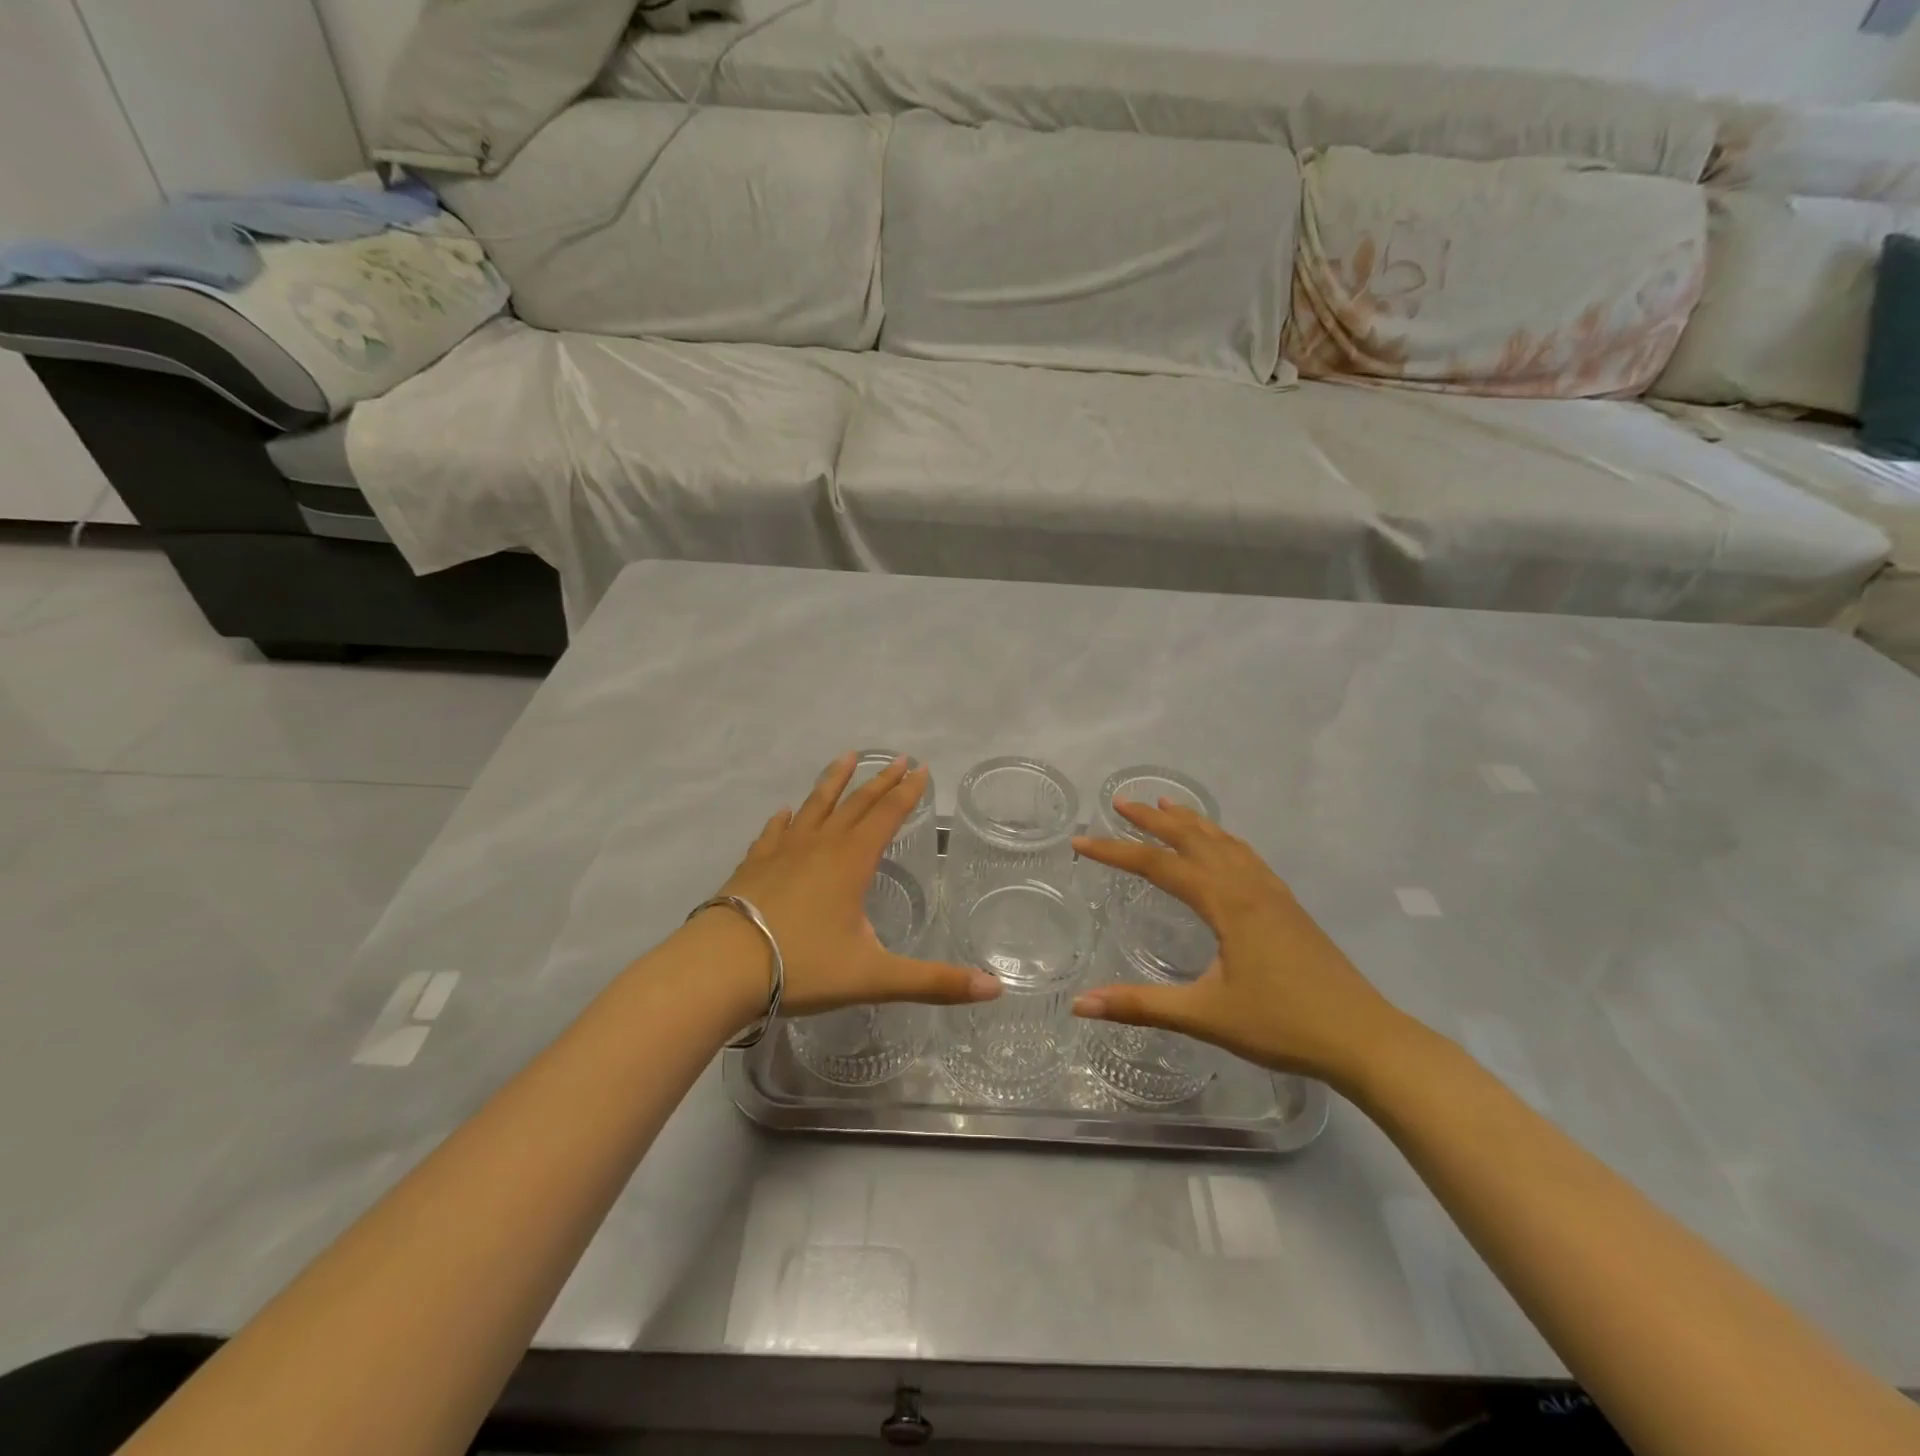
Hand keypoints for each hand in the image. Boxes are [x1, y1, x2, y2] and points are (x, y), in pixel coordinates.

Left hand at [707, 752, 1001, 1016]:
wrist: (720, 968)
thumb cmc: (802, 967)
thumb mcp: (874, 977)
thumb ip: (934, 982)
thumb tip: (995, 988)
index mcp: (851, 862)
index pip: (886, 816)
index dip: (906, 793)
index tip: (921, 768)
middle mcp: (819, 846)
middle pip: (855, 804)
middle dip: (879, 781)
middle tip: (897, 758)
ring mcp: (781, 852)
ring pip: (814, 808)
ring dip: (833, 782)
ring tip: (846, 757)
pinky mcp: (753, 866)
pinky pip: (774, 833)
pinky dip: (785, 820)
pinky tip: (785, 812)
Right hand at [1072, 799, 1410, 1084]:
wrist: (1363, 1038)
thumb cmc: (1282, 1024)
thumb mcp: (1205, 1016)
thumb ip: (1141, 1005)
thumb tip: (1079, 1004)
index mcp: (1227, 903)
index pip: (1159, 865)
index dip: (1116, 852)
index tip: (1081, 841)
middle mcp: (1248, 886)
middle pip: (1194, 839)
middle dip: (1154, 819)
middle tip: (1121, 802)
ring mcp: (1273, 893)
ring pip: (1224, 842)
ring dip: (1191, 821)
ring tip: (1165, 805)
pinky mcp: (1288, 906)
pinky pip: (1246, 856)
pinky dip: (1222, 839)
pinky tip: (1221, 845)